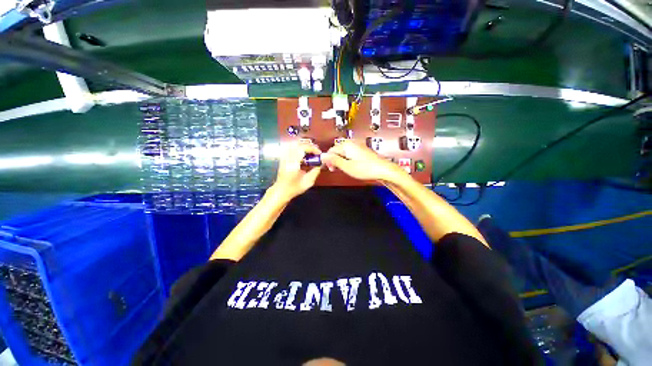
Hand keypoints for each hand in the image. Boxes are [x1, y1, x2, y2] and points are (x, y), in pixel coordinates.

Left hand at [272, 142, 321, 199]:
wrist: (281, 191)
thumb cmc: (294, 188)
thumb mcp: (308, 182)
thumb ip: (315, 171)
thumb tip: (320, 164)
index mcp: (293, 163)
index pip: (302, 148)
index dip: (312, 148)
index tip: (319, 153)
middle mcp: (287, 158)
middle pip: (298, 144)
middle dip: (309, 146)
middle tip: (316, 152)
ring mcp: (284, 157)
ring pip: (294, 144)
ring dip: (304, 146)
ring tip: (311, 152)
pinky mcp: (283, 158)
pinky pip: (291, 148)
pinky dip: (299, 148)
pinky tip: (304, 155)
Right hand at [321, 141, 403, 181]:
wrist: (383, 170)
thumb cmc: (368, 168)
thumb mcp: (346, 166)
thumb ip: (333, 160)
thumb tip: (323, 156)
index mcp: (347, 145)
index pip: (331, 150)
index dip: (328, 160)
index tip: (328, 167)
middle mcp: (352, 143)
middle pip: (337, 151)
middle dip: (334, 160)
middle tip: (335, 169)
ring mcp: (358, 147)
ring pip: (343, 153)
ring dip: (341, 161)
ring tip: (343, 169)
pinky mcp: (362, 151)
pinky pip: (350, 154)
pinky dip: (347, 160)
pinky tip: (350, 167)